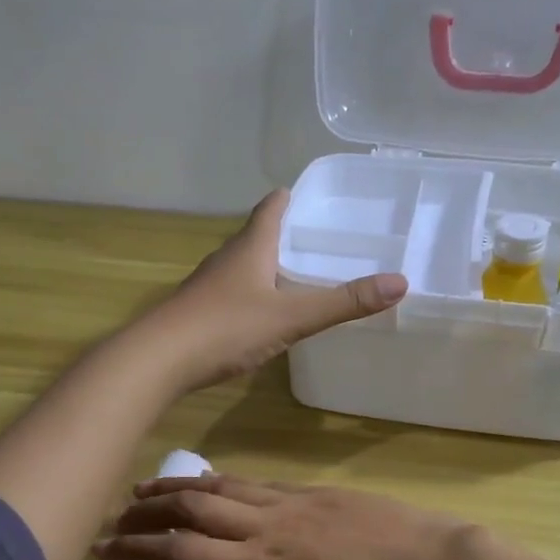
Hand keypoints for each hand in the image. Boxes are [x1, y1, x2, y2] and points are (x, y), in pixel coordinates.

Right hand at [94, 475, 478, 559]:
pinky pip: (253, 480)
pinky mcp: (312, 490)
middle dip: (148, 508)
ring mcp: (289, 501)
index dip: (138, 548)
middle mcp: (265, 525)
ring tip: (147, 488)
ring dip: (178, 487)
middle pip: (193, 506)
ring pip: (221, 485)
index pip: (183, 551)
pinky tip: (210, 482)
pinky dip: (220, 480)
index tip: (105, 547)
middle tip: (117, 512)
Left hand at [141, 190, 406, 391]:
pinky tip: (267, 315)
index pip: (272, 207)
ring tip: (301, 277)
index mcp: (250, 246)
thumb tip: (401, 282)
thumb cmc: (226, 328)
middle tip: (324, 241)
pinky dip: (255, 295)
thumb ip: (343, 302)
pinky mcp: (200, 313)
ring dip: (270, 266)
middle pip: (259, 235)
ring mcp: (210, 286)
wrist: (158, 361)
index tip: (319, 198)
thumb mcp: (292, 315)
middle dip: (288, 234)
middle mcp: (228, 258)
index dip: (293, 198)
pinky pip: (235, 294)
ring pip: (245, 266)